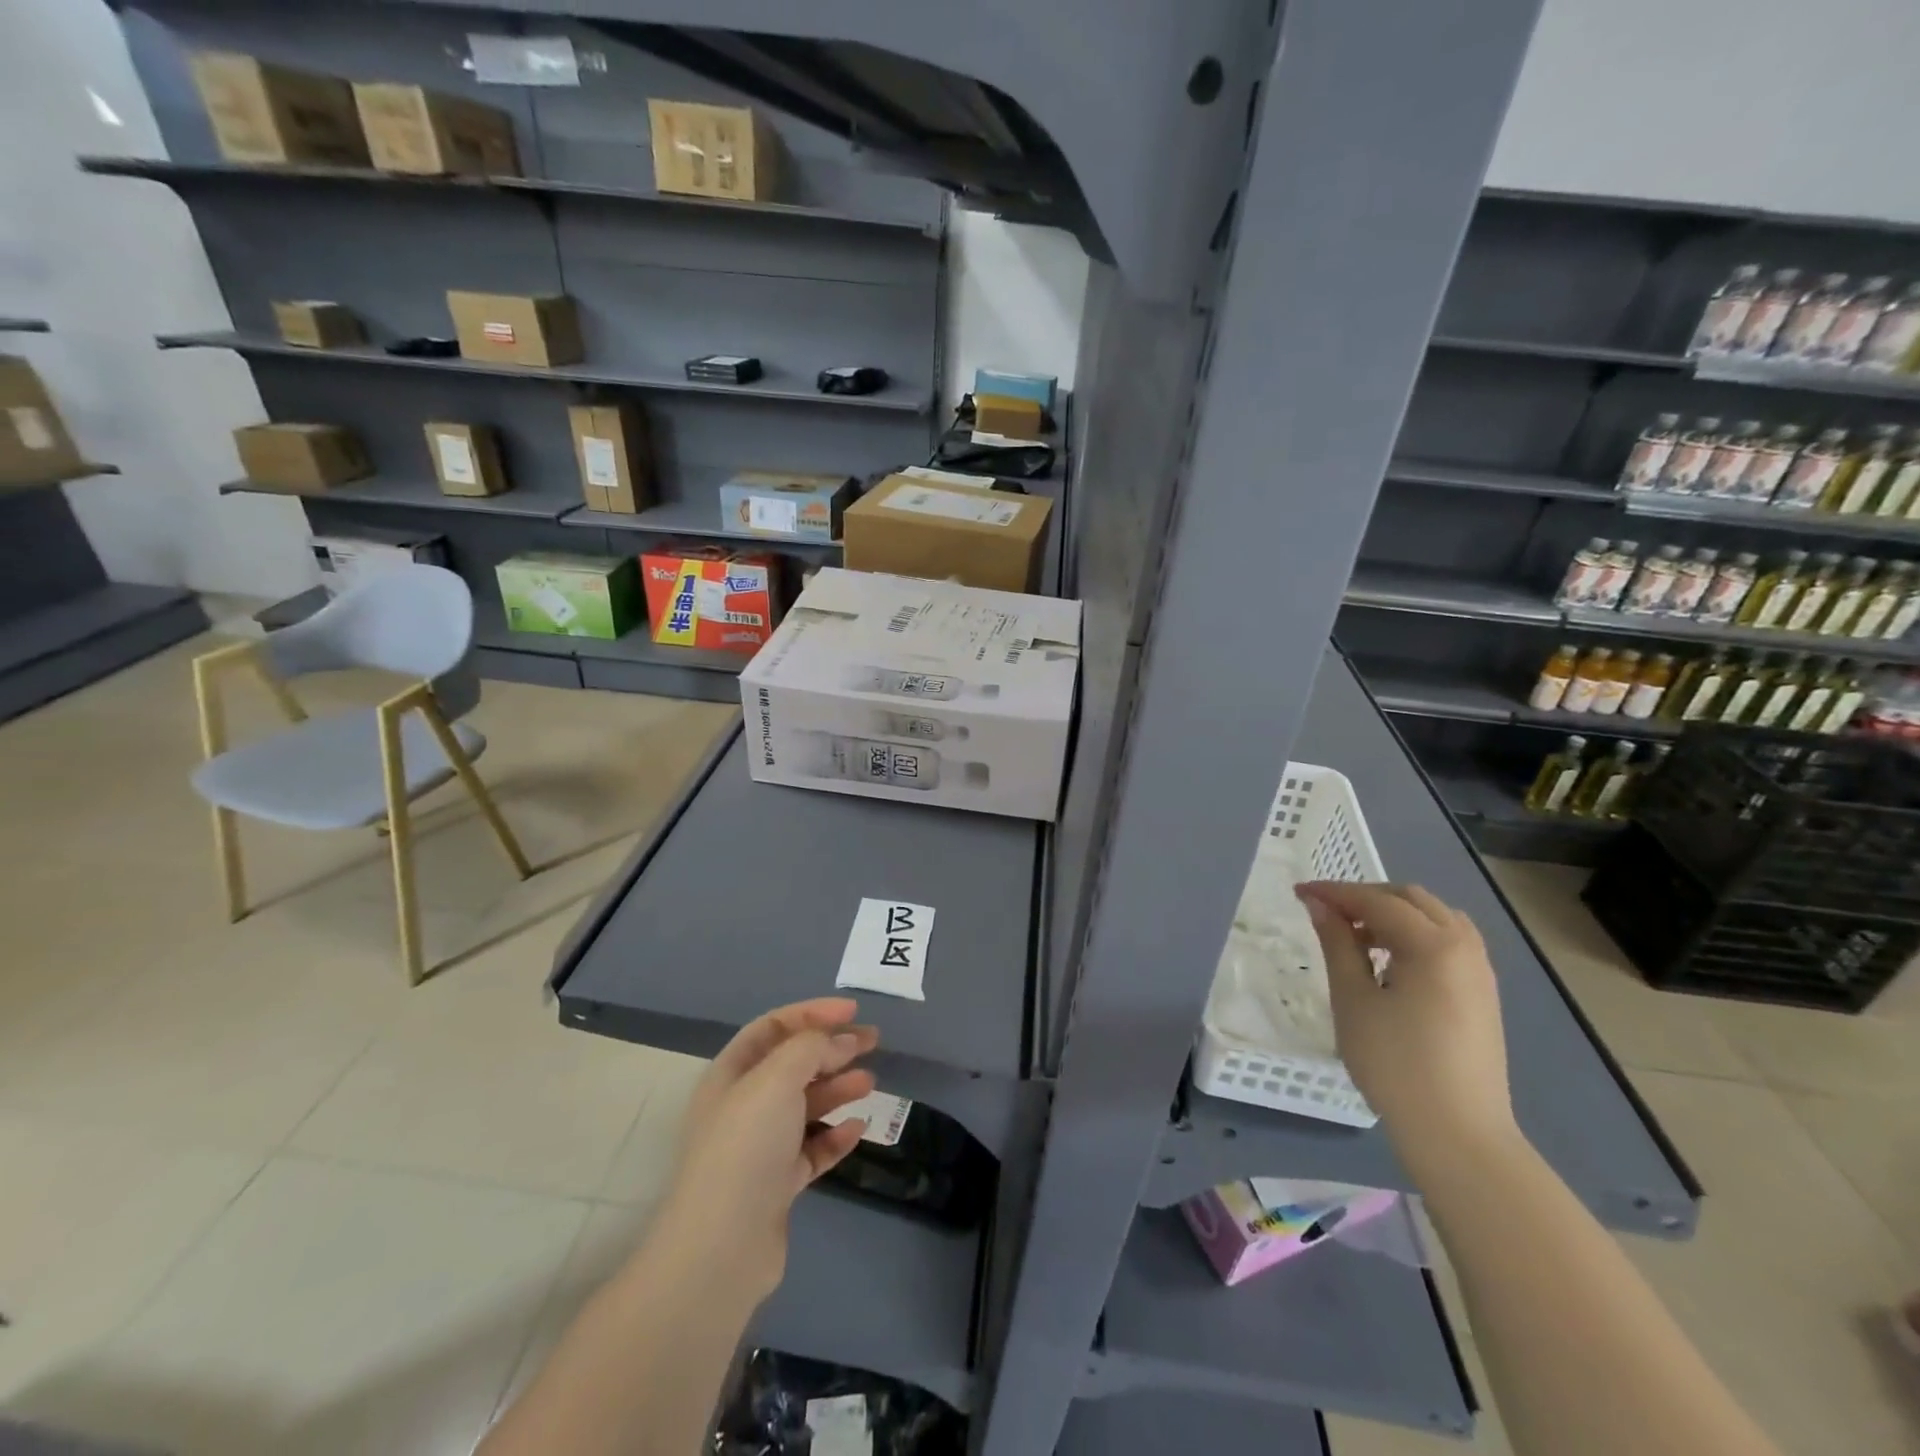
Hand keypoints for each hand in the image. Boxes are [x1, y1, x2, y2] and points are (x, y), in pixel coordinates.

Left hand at [655, 998, 879, 1301]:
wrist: (722, 1247)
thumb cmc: (746, 1146)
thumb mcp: (777, 1078)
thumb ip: (811, 1047)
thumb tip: (841, 1041)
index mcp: (731, 1074)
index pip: (773, 1027)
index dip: (812, 1013)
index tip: (852, 1011)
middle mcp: (743, 1105)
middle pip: (793, 1064)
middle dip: (832, 1049)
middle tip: (873, 1041)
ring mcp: (760, 1147)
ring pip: (805, 1106)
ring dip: (837, 1089)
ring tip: (870, 1083)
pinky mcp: (776, 1185)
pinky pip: (812, 1149)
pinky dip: (835, 1135)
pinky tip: (858, 1128)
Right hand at [1295, 881, 1515, 1160]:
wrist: (1458, 1135)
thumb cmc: (1394, 1064)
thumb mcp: (1353, 999)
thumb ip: (1336, 944)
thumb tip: (1320, 905)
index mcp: (1434, 945)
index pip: (1377, 902)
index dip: (1335, 893)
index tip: (1298, 893)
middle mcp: (1465, 947)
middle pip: (1411, 900)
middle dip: (1365, 898)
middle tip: (1326, 913)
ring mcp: (1480, 971)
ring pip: (1434, 918)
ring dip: (1392, 914)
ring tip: (1355, 936)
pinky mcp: (1482, 994)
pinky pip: (1448, 942)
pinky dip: (1414, 935)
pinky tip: (1388, 961)